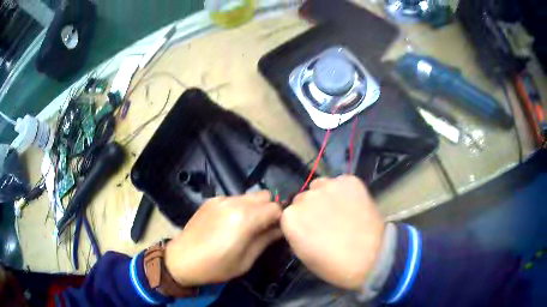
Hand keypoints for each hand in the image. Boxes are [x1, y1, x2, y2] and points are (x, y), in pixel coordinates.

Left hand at [165, 191, 281, 285]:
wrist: (181, 260)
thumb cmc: (215, 267)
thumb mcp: (245, 260)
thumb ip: (266, 240)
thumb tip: (281, 229)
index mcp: (244, 219)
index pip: (275, 208)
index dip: (280, 219)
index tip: (276, 231)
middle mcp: (234, 203)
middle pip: (264, 195)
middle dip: (268, 209)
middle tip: (262, 228)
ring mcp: (221, 199)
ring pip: (249, 196)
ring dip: (254, 207)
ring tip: (245, 226)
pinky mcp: (211, 200)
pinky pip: (234, 198)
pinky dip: (239, 207)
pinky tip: (228, 223)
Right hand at [281, 175, 384, 289]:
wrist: (370, 258)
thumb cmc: (333, 264)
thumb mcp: (303, 254)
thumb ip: (297, 232)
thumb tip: (302, 224)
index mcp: (290, 217)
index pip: (289, 213)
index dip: (301, 222)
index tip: (310, 230)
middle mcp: (306, 197)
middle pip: (303, 198)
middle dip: (311, 207)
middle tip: (327, 221)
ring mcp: (329, 186)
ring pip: (320, 186)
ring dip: (325, 196)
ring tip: (341, 210)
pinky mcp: (349, 180)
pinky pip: (341, 182)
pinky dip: (345, 191)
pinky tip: (354, 204)